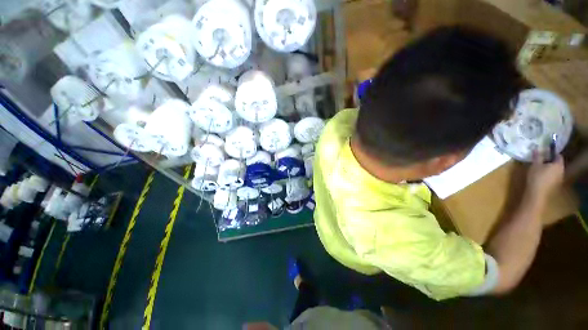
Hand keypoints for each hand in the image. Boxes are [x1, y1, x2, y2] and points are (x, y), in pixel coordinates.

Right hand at [526, 154, 564, 199]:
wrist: (537, 193)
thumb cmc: (537, 177)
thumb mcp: (535, 165)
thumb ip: (537, 156)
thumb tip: (537, 148)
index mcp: (558, 165)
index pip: (558, 156)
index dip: (552, 153)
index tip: (545, 152)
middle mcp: (561, 171)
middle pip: (557, 163)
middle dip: (550, 161)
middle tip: (541, 159)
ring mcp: (559, 179)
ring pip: (555, 170)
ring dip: (549, 168)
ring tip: (540, 167)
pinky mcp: (555, 184)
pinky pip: (553, 176)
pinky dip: (548, 174)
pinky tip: (541, 175)